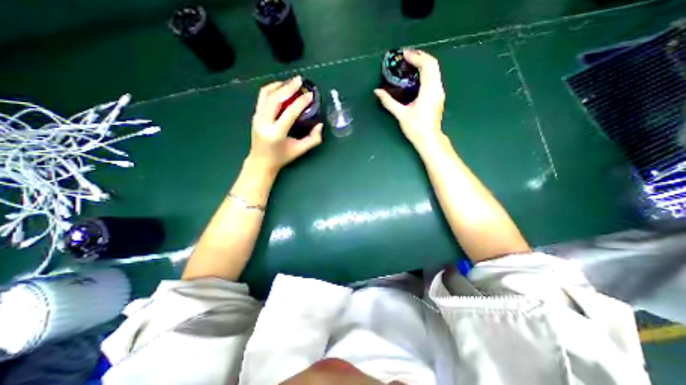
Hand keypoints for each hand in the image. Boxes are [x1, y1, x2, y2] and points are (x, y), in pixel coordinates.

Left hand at [249, 76, 323, 174]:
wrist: (260, 162)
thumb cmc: (281, 157)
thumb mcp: (300, 150)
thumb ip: (313, 139)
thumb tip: (320, 125)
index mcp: (276, 133)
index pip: (289, 113)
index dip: (301, 102)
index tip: (310, 95)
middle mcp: (264, 123)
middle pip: (275, 98)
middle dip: (288, 87)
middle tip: (300, 80)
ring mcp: (257, 118)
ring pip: (266, 94)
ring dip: (279, 85)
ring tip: (291, 82)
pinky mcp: (255, 115)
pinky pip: (262, 97)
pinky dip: (272, 89)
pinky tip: (281, 88)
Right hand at [374, 50, 444, 151]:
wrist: (429, 139)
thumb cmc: (415, 128)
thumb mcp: (401, 114)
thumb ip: (388, 102)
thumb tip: (377, 92)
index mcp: (429, 90)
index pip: (426, 65)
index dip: (415, 57)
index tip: (404, 54)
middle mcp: (437, 88)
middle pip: (433, 64)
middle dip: (420, 56)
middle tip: (406, 56)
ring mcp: (439, 92)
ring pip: (435, 70)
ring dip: (423, 63)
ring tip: (410, 64)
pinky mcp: (438, 96)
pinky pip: (434, 77)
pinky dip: (426, 72)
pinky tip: (416, 77)